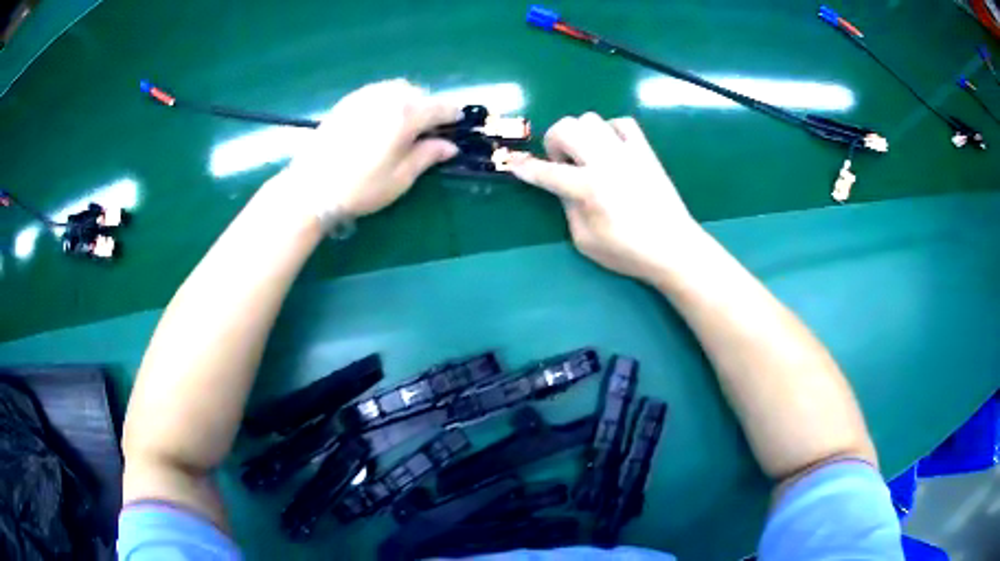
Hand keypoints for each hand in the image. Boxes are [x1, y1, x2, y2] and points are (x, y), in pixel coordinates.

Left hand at [280, 79, 462, 217]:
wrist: (311, 188)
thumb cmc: (360, 188)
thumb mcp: (400, 178)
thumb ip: (427, 156)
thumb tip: (450, 146)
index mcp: (406, 115)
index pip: (439, 107)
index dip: (453, 114)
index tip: (459, 122)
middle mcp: (387, 97)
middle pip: (419, 93)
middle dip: (429, 106)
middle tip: (430, 128)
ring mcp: (364, 96)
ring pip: (397, 88)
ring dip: (409, 100)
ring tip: (406, 122)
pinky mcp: (347, 102)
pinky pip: (377, 91)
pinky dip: (388, 99)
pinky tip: (383, 118)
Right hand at [509, 113, 703, 280]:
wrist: (674, 247)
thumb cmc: (628, 251)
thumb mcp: (585, 240)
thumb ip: (568, 207)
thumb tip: (561, 185)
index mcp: (589, 188)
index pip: (547, 171)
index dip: (525, 168)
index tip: (514, 164)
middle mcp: (605, 161)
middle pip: (567, 127)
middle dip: (553, 142)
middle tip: (562, 163)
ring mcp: (628, 152)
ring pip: (591, 119)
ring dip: (580, 134)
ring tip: (587, 155)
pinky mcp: (645, 150)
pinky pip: (622, 123)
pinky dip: (609, 130)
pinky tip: (611, 149)